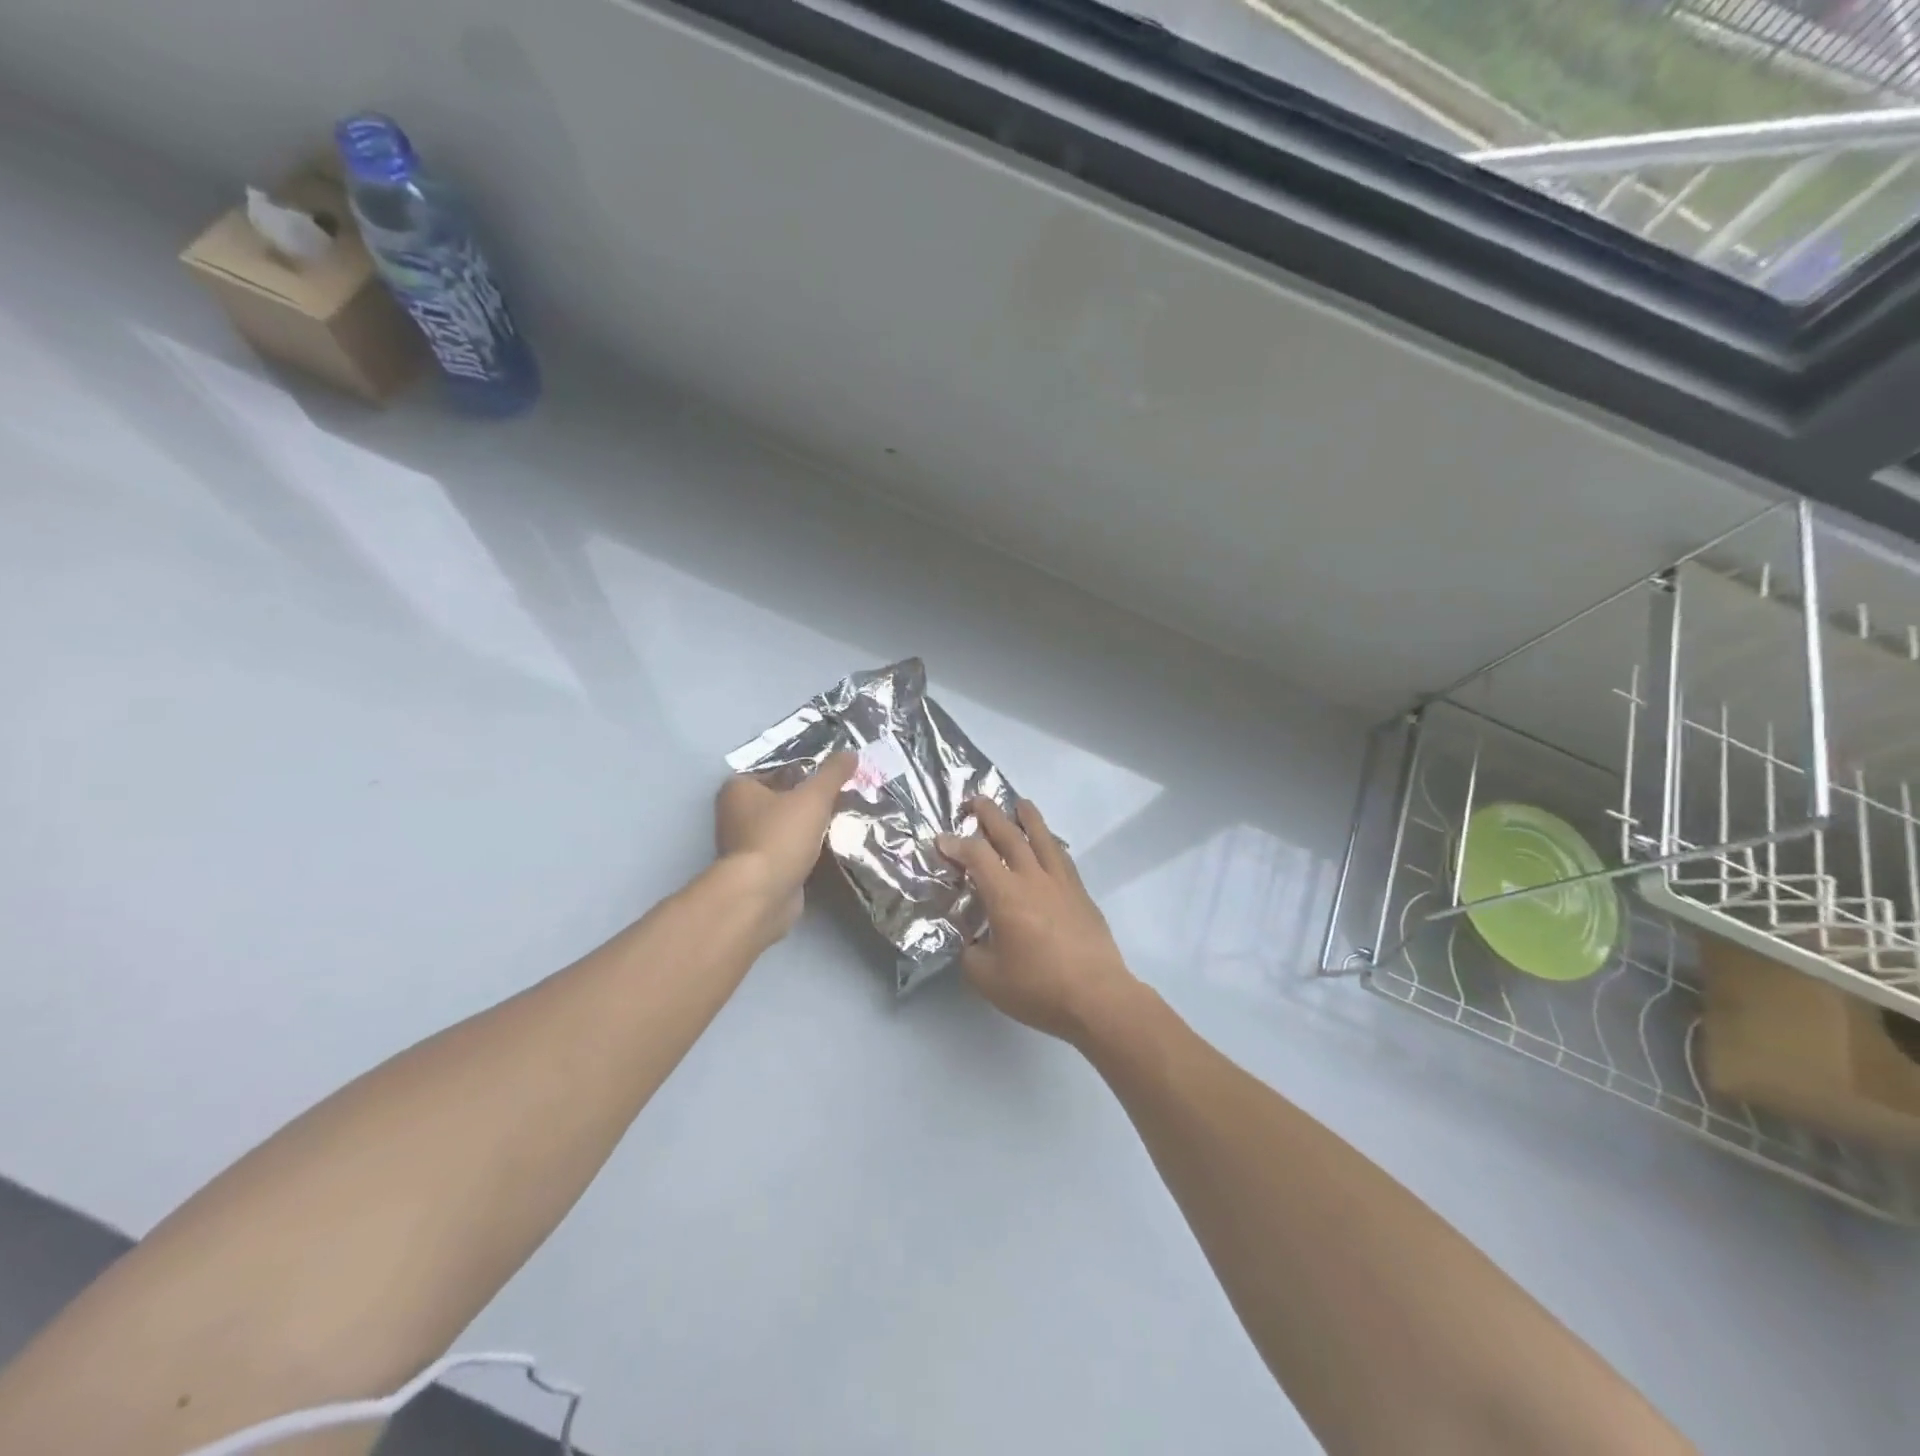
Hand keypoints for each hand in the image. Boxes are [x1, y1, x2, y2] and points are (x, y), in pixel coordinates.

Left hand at [715, 752, 855, 938]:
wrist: (762, 895)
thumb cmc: (780, 836)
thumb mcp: (813, 797)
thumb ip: (833, 773)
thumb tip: (851, 752)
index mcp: (738, 789)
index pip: (774, 769)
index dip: (803, 769)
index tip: (831, 775)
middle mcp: (735, 814)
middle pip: (780, 798)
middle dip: (808, 799)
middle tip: (842, 796)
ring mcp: (745, 845)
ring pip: (784, 826)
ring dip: (808, 826)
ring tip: (842, 820)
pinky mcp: (759, 870)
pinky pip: (787, 850)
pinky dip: (805, 849)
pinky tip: (829, 847)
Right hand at [937, 797, 1138, 1043]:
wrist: (1097, 997)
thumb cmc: (1038, 988)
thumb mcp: (987, 978)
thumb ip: (971, 953)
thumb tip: (971, 940)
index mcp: (1006, 895)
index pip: (976, 856)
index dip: (956, 844)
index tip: (942, 840)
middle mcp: (1033, 879)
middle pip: (1010, 836)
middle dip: (990, 814)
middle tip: (976, 800)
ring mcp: (1062, 884)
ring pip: (1043, 839)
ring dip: (1028, 818)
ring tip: (1019, 804)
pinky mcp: (1081, 895)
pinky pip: (1062, 858)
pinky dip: (1051, 843)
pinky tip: (1050, 844)